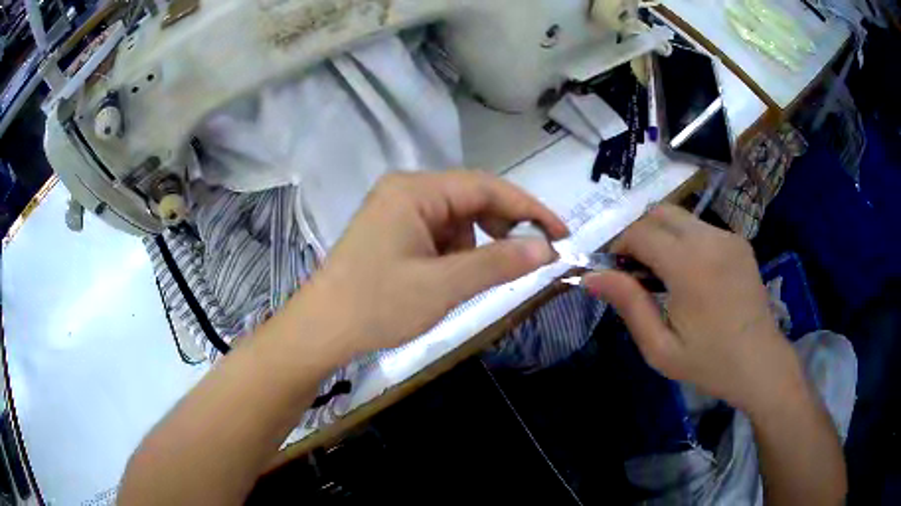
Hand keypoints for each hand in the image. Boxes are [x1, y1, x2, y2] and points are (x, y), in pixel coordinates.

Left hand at [288, 171, 567, 361]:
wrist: (320, 331)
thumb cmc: (377, 306)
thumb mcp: (444, 286)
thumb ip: (499, 263)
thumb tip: (548, 249)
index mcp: (415, 190)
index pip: (486, 187)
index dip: (528, 208)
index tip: (561, 233)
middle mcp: (405, 190)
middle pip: (470, 200)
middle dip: (500, 229)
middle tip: (523, 259)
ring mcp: (395, 210)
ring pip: (456, 219)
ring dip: (473, 246)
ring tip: (466, 280)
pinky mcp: (391, 232)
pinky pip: (437, 234)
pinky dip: (453, 254)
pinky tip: (445, 279)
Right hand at [584, 204, 797, 411]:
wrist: (760, 364)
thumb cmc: (709, 363)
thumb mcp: (660, 347)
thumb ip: (628, 304)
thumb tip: (591, 276)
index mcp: (689, 266)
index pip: (641, 232)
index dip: (619, 245)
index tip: (614, 271)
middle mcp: (710, 239)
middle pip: (660, 212)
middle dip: (639, 233)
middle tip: (636, 270)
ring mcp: (728, 237)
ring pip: (681, 217)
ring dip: (662, 236)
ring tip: (663, 275)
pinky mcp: (739, 242)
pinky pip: (701, 228)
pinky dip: (684, 241)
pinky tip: (690, 275)